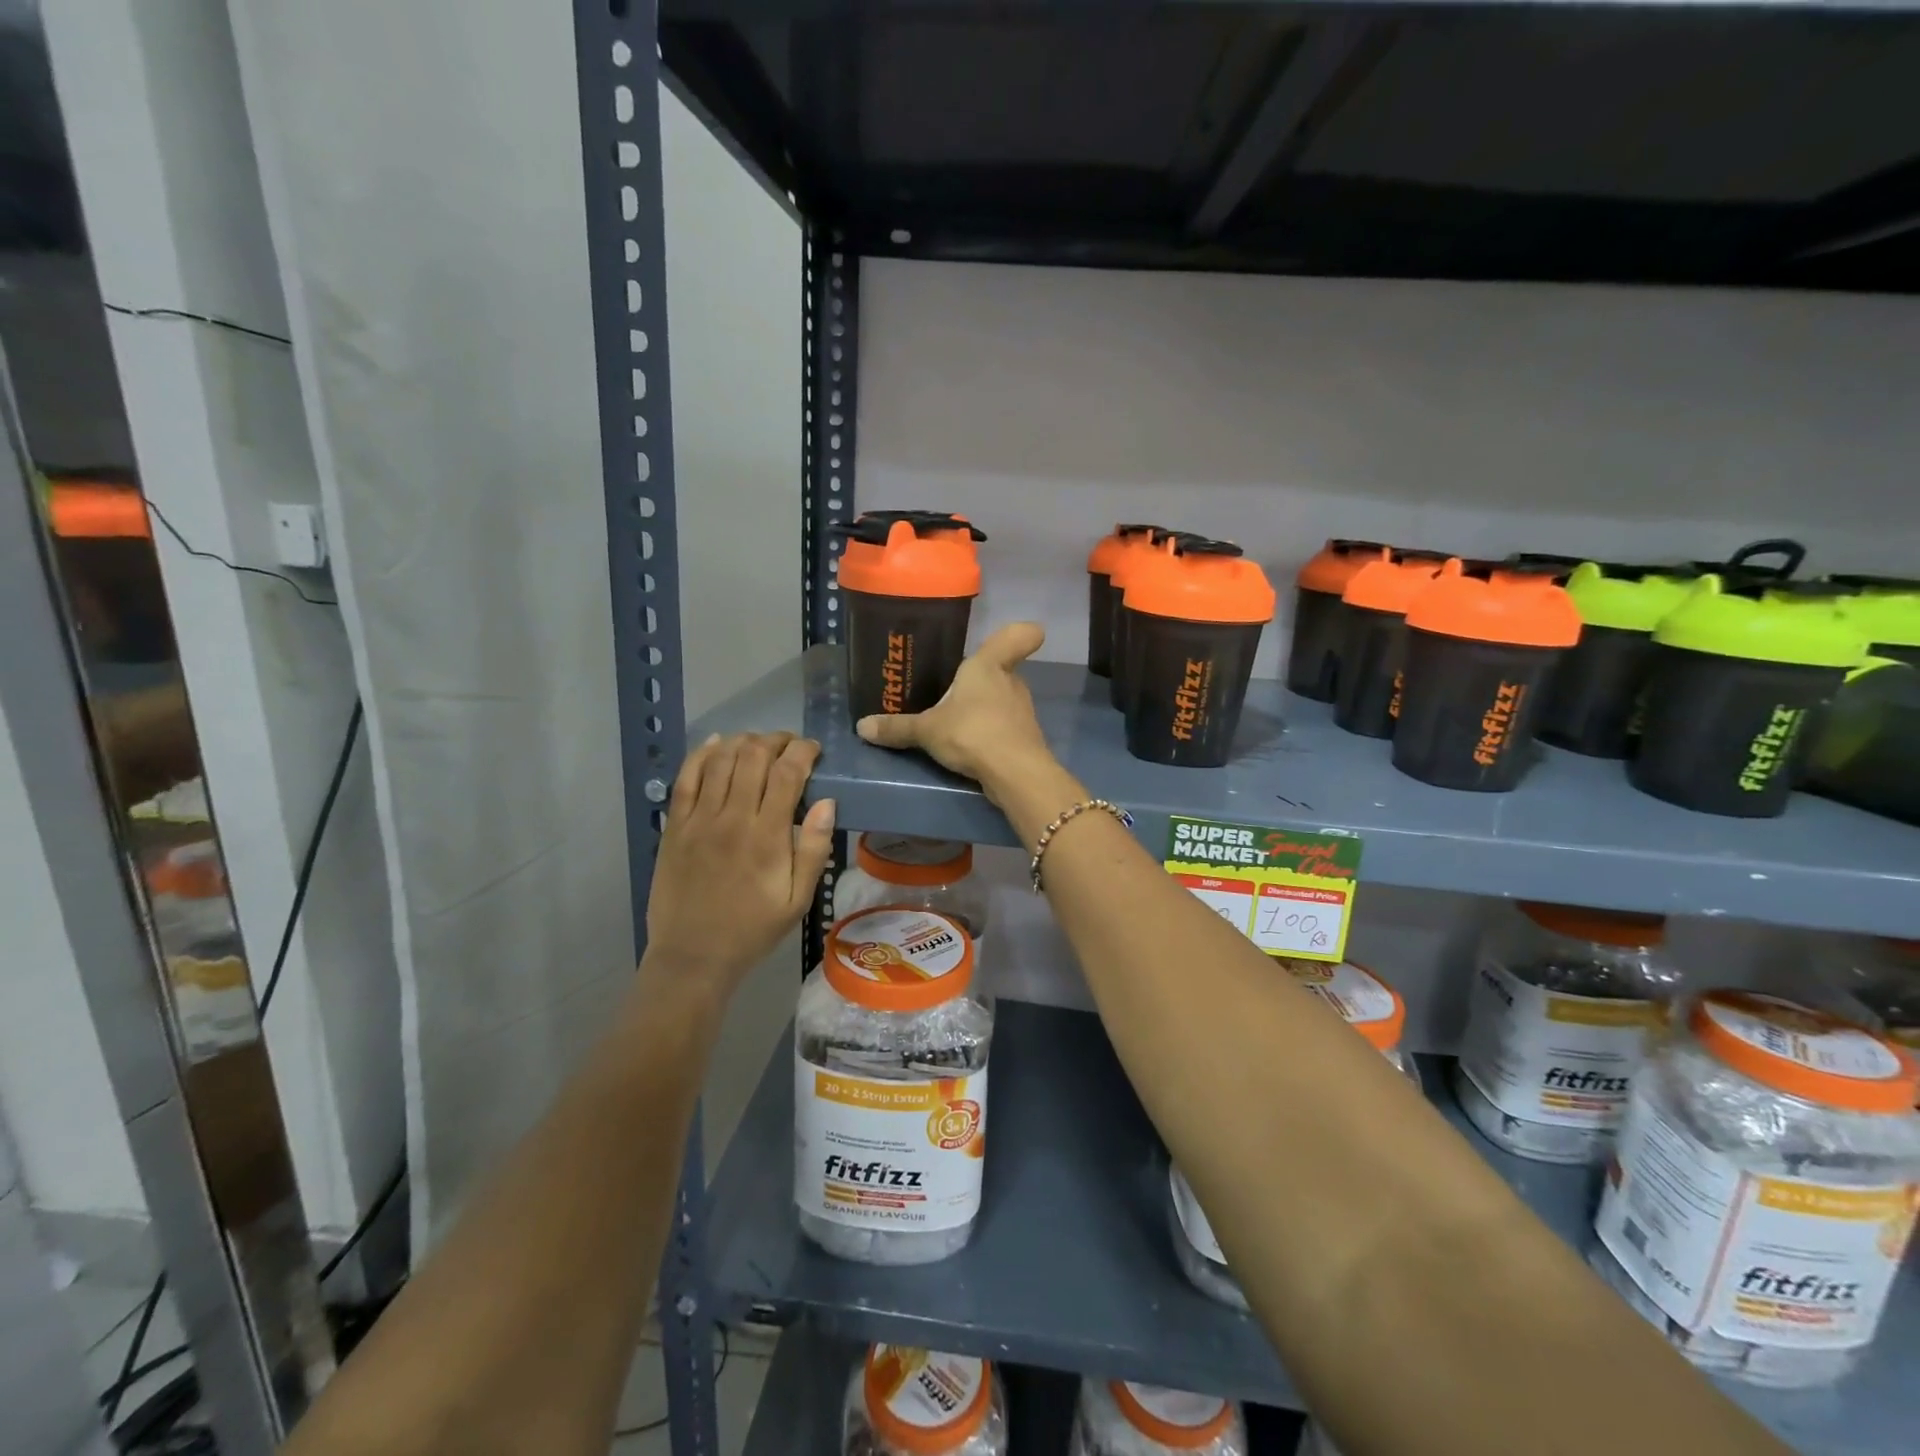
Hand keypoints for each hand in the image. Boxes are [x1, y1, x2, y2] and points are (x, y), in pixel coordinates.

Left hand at [641, 733, 835, 1007]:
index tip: (814, 749)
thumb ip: (813, 849)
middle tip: (789, 744)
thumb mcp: (797, 900)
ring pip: (720, 759)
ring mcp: (699, 819)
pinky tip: (716, 743)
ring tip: (759, 743)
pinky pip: (686, 777)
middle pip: (753, 756)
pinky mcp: (674, 826)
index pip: (787, 773)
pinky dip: (702, 753)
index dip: (803, 751)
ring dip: (743, 741)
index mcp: (767, 836)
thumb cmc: (752, 930)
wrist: (693, 955)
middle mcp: (732, 818)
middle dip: (776, 740)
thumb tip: (827, 802)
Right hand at [855, 623, 1054, 798]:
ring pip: (1003, 700)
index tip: (1025, 635)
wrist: (1014, 773)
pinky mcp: (1025, 738)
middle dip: (981, 681)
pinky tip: (970, 747)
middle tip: (954, 691)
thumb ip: (897, 727)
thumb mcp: (927, 730)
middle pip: (1001, 671)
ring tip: (956, 723)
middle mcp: (1011, 682)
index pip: (1018, 636)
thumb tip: (861, 726)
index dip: (1022, 634)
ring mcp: (1022, 711)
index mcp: (988, 665)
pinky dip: (992, 734)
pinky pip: (1005, 727)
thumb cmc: (972, 732)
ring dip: (985, 709)